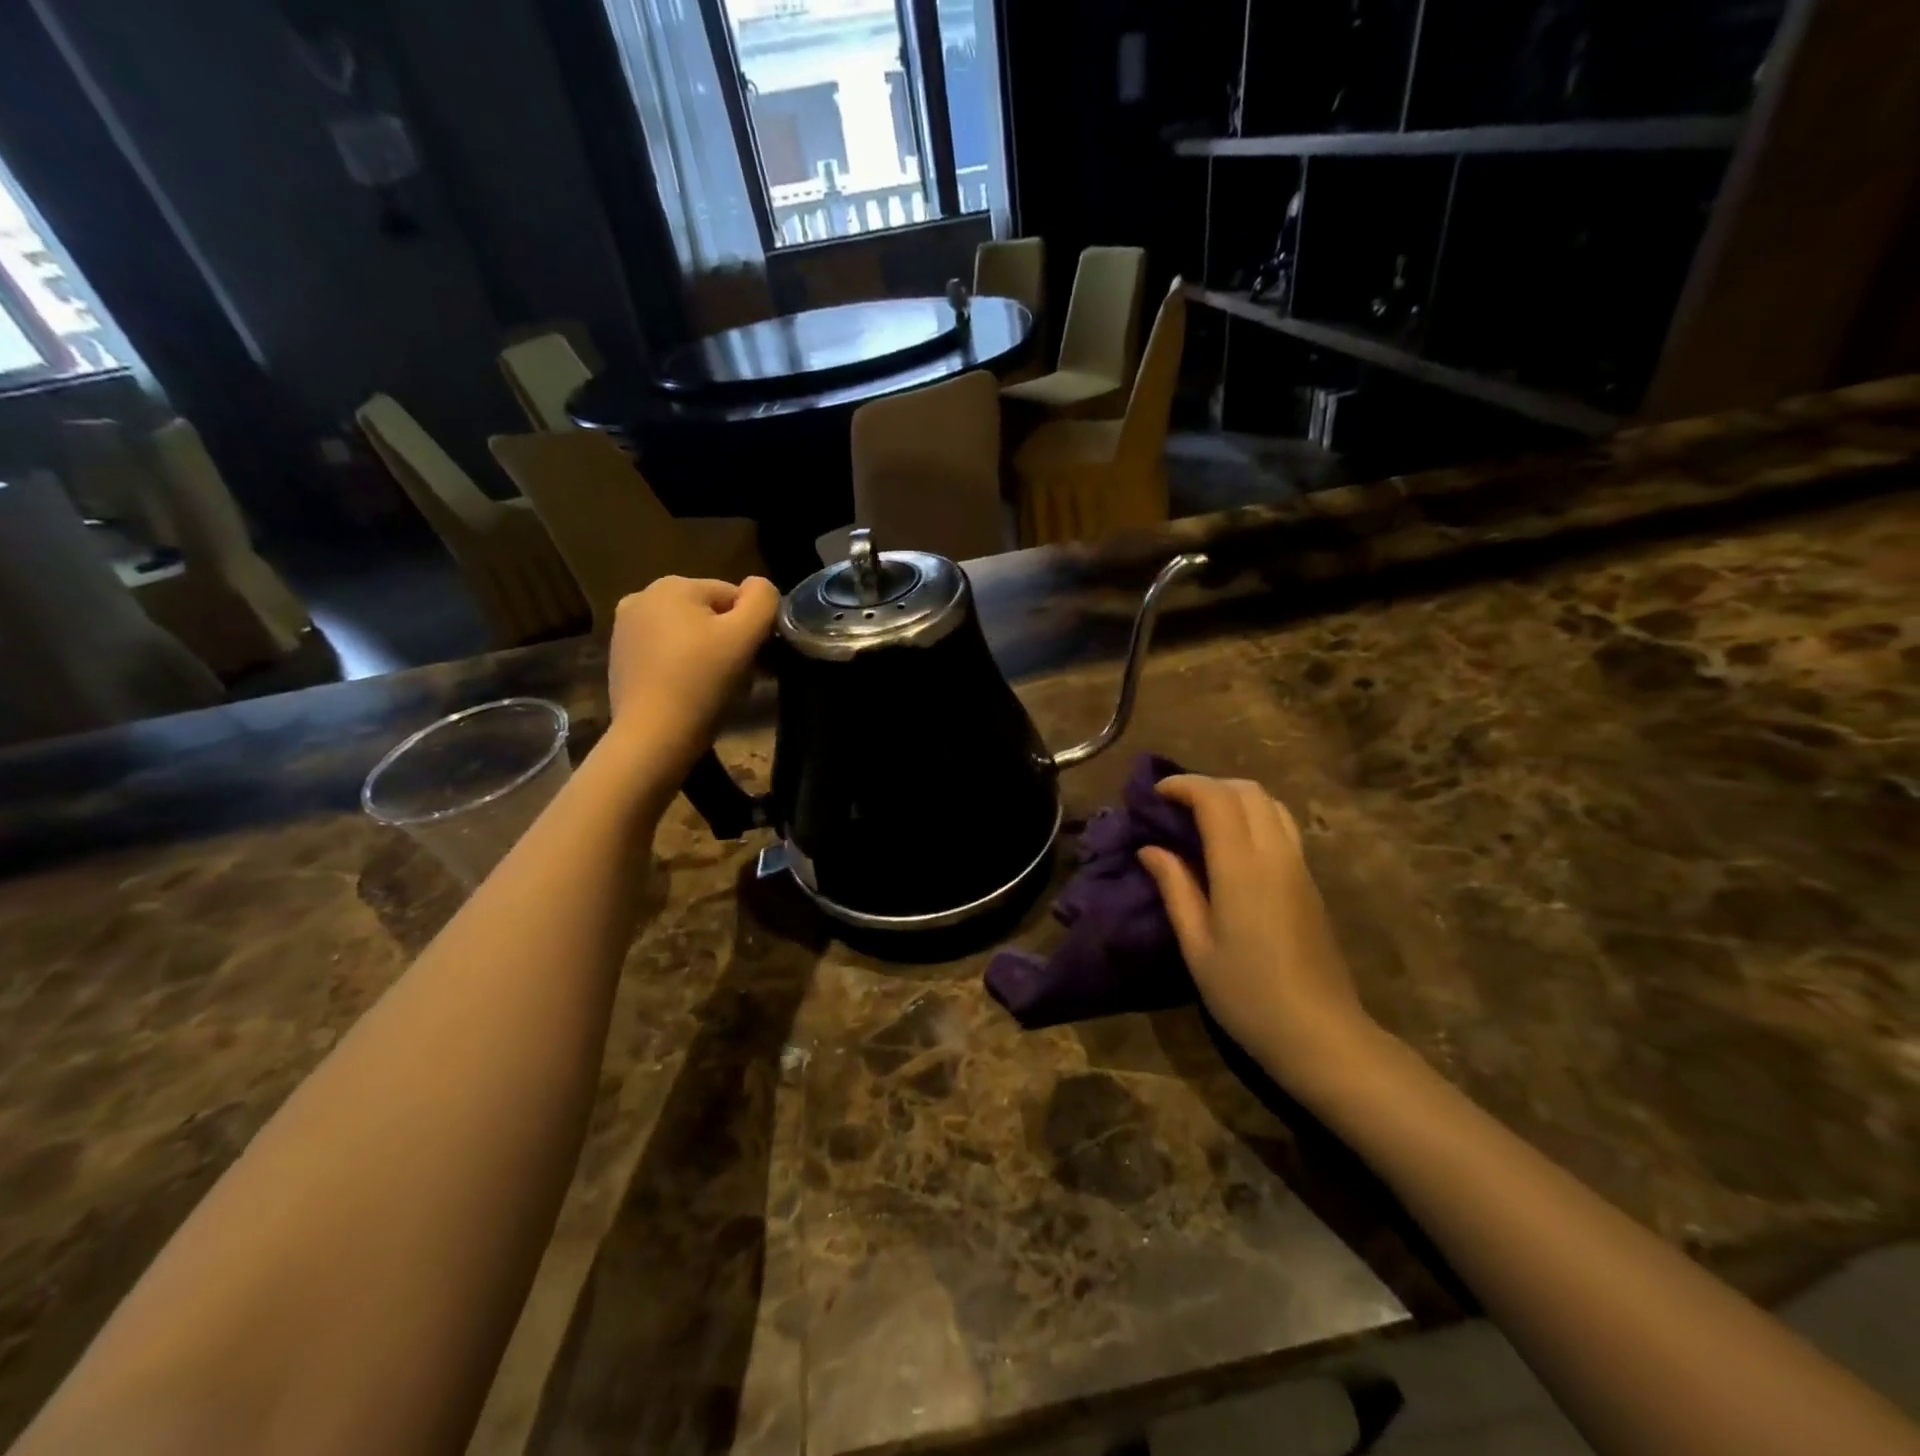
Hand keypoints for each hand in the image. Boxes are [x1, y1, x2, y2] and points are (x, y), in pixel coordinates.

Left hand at [605, 576, 779, 782]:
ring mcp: (624, 630)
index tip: (757, 659)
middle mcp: (641, 598)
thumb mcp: (745, 636)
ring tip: (718, 689)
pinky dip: (684, 669)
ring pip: (688, 635)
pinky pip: (667, 655)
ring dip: (710, 655)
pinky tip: (692, 695)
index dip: (752, 627)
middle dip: (730, 641)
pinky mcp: (620, 660)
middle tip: (741, 677)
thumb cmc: (702, 682)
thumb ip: (763, 600)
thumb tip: (761, 587)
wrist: (653, 738)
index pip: (733, 596)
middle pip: (709, 615)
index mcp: (671, 585)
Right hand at [1138, 775, 1379, 1092]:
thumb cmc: (1246, 994)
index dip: (1183, 785)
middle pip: (1247, 791)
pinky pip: (1282, 826)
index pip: (1215, 799)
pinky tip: (1232, 845)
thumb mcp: (1197, 946)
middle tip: (1175, 806)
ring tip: (1202, 820)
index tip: (1155, 795)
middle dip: (1207, 785)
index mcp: (1241, 868)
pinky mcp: (1310, 881)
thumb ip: (1175, 888)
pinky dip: (1253, 816)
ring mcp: (1299, 866)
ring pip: (1270, 803)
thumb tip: (1151, 849)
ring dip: (1234, 797)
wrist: (1320, 1033)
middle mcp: (1275, 854)